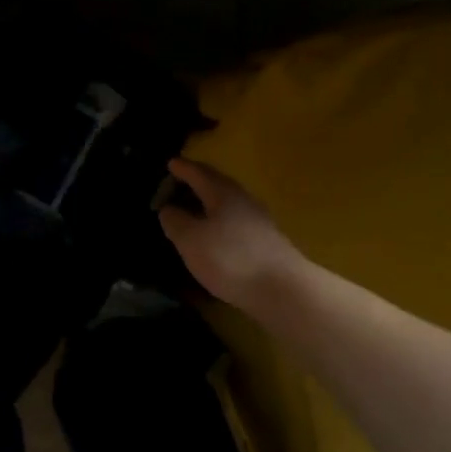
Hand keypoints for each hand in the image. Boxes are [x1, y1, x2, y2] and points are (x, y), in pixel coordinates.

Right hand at [159, 159, 303, 309]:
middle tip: (181, 181)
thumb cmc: (230, 259)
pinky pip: (237, 220)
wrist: (283, 288)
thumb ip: (176, 221)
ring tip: (195, 207)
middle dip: (198, 180)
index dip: (183, 168)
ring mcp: (259, 220)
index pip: (199, 173)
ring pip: (229, 202)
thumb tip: (168, 208)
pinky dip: (221, 219)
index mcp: (222, 193)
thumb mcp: (191, 240)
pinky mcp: (266, 241)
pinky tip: (216, 233)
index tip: (170, 162)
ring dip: (210, 201)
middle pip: (218, 183)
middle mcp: (243, 200)